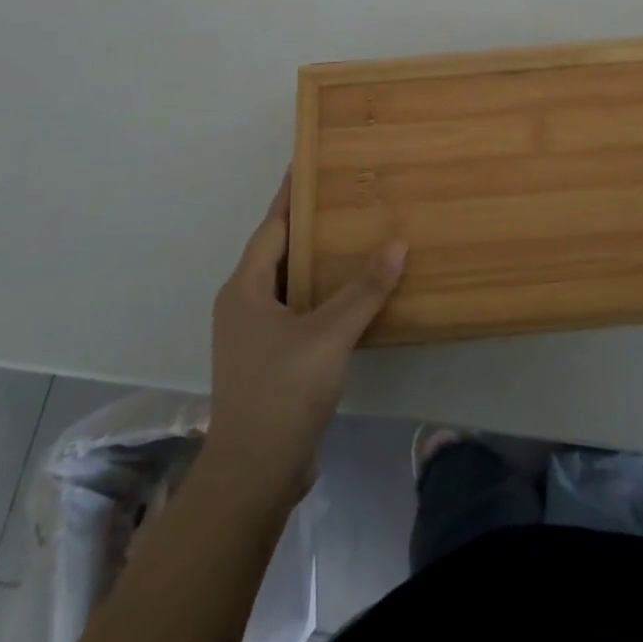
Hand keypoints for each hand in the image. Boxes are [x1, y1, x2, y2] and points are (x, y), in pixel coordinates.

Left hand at [205, 173, 406, 503]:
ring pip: (292, 284)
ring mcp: (257, 336)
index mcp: (245, 289)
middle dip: (311, 226)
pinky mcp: (273, 360)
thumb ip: (364, 290)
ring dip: (320, 263)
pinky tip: (356, 294)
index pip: (271, 228)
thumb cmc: (281, 392)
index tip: (311, 164)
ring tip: (359, 237)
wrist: (254, 476)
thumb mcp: (327, 335)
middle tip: (349, 198)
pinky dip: (324, 296)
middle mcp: (245, 305)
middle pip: (280, 252)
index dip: (291, 196)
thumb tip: (397, 243)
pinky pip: (301, 312)